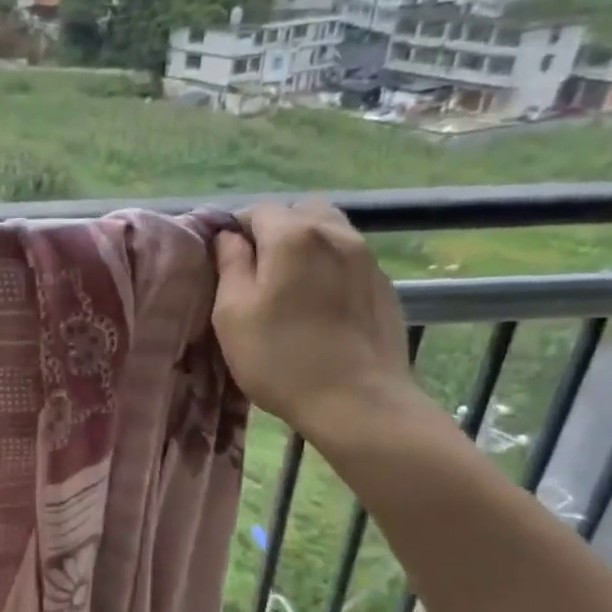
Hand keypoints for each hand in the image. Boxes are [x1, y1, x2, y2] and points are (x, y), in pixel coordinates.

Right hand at [212, 200, 422, 444]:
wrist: (357, 402)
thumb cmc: (280, 359)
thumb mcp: (232, 314)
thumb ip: (230, 265)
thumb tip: (229, 237)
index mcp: (292, 236)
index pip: (258, 210)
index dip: (237, 230)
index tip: (227, 262)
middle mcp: (335, 233)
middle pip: (300, 211)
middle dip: (276, 230)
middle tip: (260, 271)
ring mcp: (366, 257)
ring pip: (330, 230)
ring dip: (307, 245)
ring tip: (292, 284)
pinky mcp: (384, 284)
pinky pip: (350, 257)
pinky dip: (330, 266)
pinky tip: (321, 304)